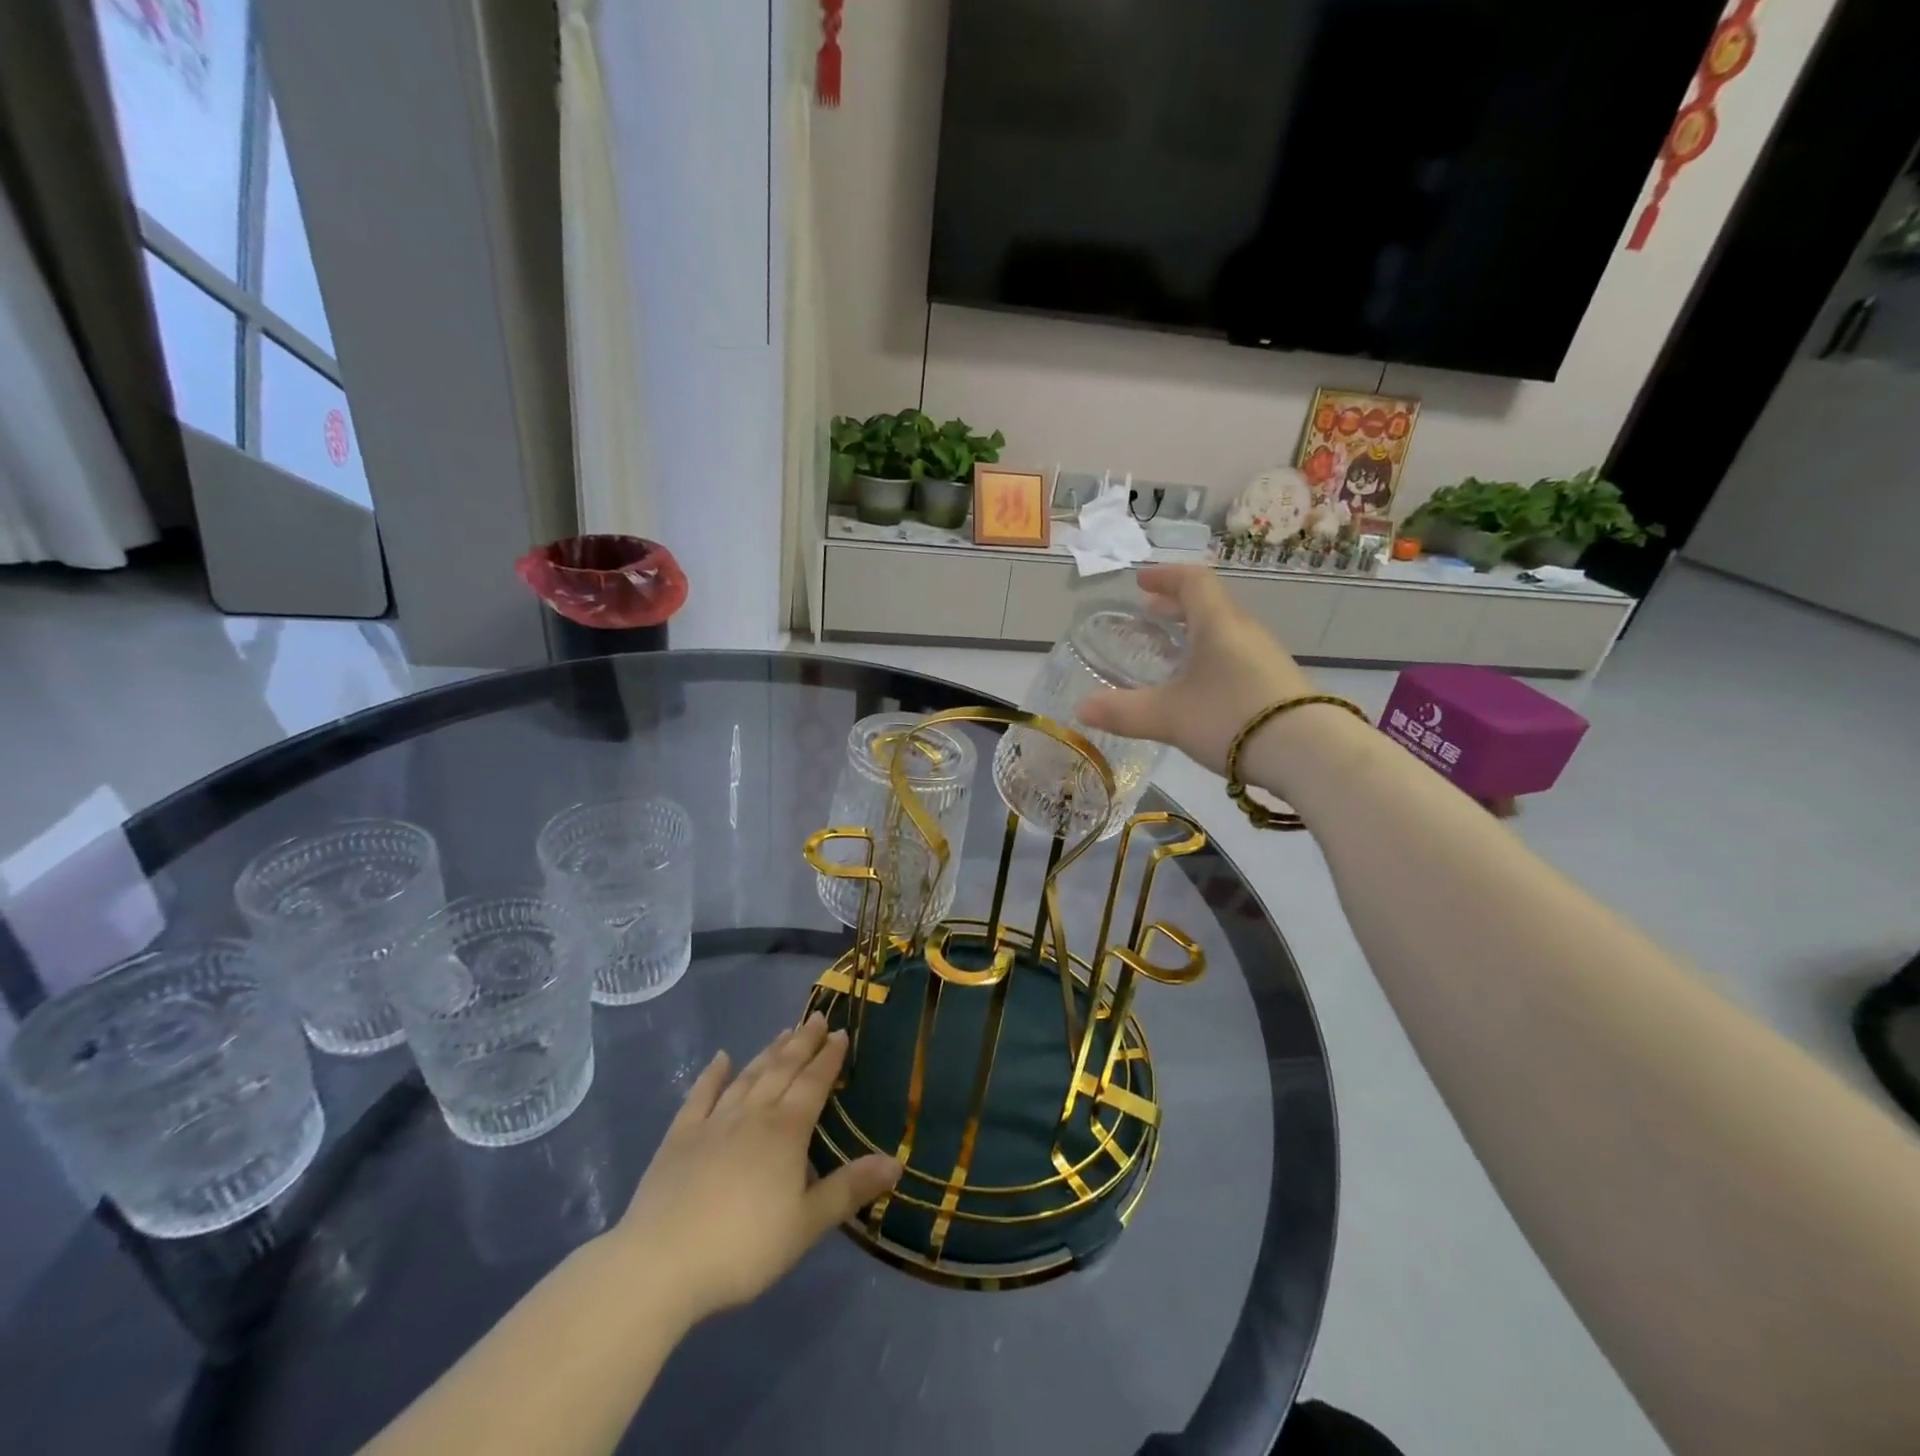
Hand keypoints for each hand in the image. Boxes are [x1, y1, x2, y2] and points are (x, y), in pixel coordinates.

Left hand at [610, 1014, 899, 1328]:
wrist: (661, 1263)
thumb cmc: (743, 1247)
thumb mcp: (806, 1224)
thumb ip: (849, 1189)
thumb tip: (896, 1161)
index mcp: (786, 1131)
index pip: (814, 1083)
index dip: (829, 1058)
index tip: (841, 1032)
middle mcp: (753, 1114)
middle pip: (782, 1069)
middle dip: (803, 1042)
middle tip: (817, 1018)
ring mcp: (713, 1122)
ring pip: (748, 1076)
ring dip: (768, 1052)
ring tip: (784, 1031)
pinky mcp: (680, 1137)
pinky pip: (700, 1095)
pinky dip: (713, 1074)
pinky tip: (721, 1058)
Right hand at [1078, 565, 1314, 774]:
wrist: (1310, 752)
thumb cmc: (1231, 717)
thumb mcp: (1168, 717)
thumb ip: (1123, 712)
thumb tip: (1080, 710)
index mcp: (1217, 623)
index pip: (1192, 581)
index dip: (1165, 577)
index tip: (1141, 583)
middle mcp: (1244, 631)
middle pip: (1210, 605)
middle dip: (1176, 606)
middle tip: (1149, 615)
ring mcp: (1266, 657)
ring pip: (1225, 632)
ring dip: (1196, 632)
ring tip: (1172, 651)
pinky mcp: (1278, 683)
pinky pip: (1238, 656)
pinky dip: (1213, 656)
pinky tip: (1202, 686)